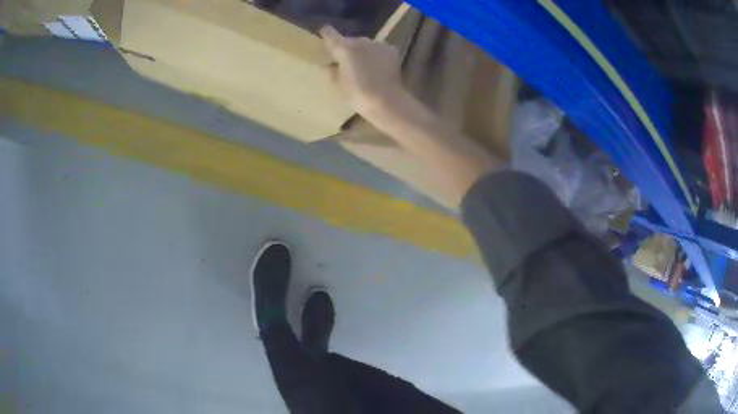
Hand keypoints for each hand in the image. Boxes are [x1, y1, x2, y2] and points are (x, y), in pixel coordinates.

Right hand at [319, 26, 404, 116]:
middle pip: (350, 41)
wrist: (387, 100)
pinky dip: (375, 56)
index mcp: (344, 48)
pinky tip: (376, 68)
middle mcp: (361, 41)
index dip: (327, 33)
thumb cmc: (358, 95)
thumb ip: (333, 72)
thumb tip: (333, 66)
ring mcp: (377, 44)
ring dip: (362, 52)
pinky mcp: (391, 50)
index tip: (324, 32)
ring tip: (363, 68)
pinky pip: (378, 50)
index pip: (330, 34)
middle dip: (347, 50)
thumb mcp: (338, 85)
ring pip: (365, 45)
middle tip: (346, 64)